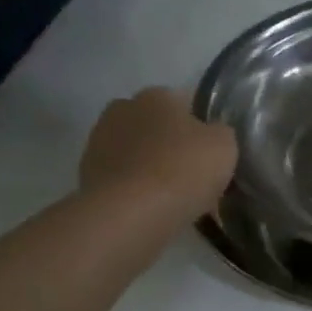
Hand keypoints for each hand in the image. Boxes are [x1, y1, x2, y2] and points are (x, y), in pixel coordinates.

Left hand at [79, 88, 237, 215]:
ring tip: (174, 196)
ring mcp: (98, 143)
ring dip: (152, 167)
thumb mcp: (224, 144)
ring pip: (138, 153)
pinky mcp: (86, 176)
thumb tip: (211, 134)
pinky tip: (154, 209)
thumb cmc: (183, 169)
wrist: (131, 214)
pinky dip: (137, 189)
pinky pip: (124, 179)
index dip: (202, 125)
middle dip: (172, 144)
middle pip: (157, 126)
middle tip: (194, 172)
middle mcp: (122, 110)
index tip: (212, 149)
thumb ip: (220, 132)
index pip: (185, 102)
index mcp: (156, 96)